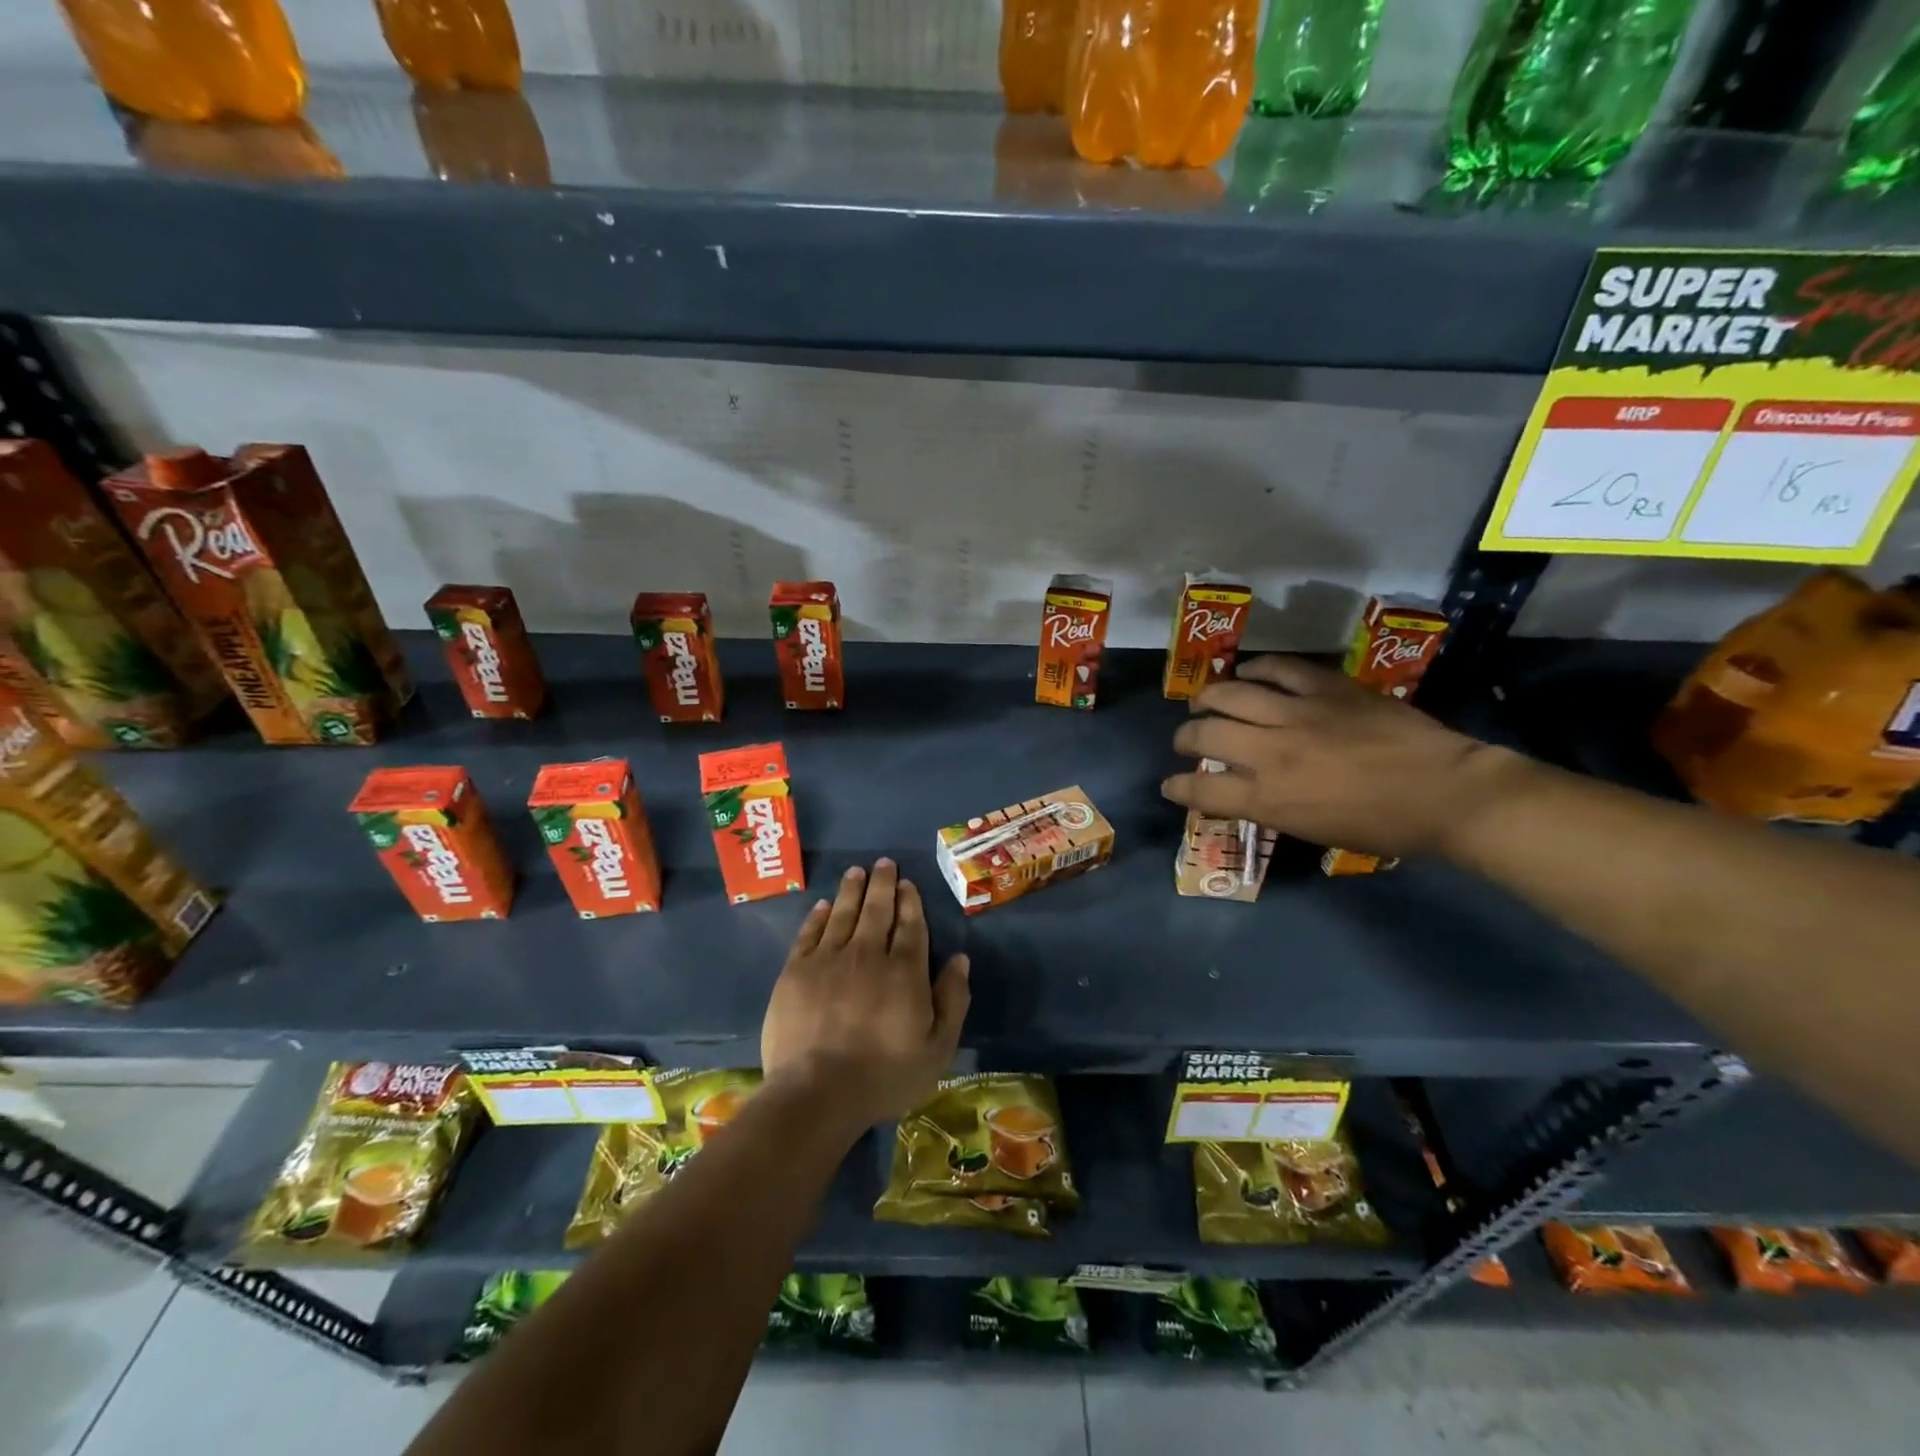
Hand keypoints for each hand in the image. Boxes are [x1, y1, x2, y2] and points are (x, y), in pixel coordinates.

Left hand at [762, 859, 970, 1126]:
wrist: (817, 1092)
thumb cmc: (884, 1076)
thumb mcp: (937, 1048)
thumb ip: (952, 1000)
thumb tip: (960, 959)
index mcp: (904, 971)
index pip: (910, 925)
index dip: (910, 901)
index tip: (907, 883)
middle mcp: (868, 954)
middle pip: (877, 910)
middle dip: (882, 884)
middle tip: (883, 863)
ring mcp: (828, 960)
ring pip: (843, 914)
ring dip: (851, 890)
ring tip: (856, 871)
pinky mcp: (796, 972)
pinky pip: (810, 933)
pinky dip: (818, 916)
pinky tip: (823, 905)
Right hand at [1161, 655, 1535, 858]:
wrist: (1444, 792)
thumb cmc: (1380, 826)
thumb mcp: (1311, 830)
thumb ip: (1268, 806)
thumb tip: (1241, 791)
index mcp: (1269, 798)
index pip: (1201, 791)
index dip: (1177, 787)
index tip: (1170, 785)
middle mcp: (1271, 753)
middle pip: (1205, 735)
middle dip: (1185, 738)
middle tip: (1186, 740)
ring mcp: (1298, 714)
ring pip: (1230, 694)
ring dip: (1207, 698)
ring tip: (1203, 701)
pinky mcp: (1325, 688)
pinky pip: (1277, 668)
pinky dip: (1255, 669)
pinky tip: (1248, 672)